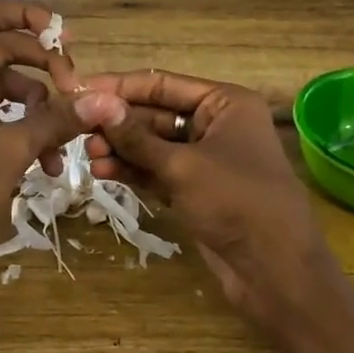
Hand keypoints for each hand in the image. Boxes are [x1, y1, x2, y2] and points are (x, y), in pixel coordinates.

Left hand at [0, 0, 126, 273]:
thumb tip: (109, 99)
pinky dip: (28, 136)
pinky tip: (50, 166)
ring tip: (65, 140)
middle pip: (3, 52)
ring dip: (42, 110)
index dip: (28, 17)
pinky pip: (3, 122)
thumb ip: (59, 117)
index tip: (67, 37)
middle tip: (77, 90)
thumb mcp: (9, 148)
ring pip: (8, 91)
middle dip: (44, 70)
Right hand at [83, 70, 333, 317]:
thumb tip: (94, 103)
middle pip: (156, 115)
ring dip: (122, 149)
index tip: (79, 89)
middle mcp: (217, 124)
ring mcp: (206, 160)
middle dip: (118, 123)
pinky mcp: (197, 191)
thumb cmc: (235, 202)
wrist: (275, 268)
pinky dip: (134, 171)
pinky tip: (104, 172)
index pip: (163, 84)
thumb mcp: (182, 165)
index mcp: (225, 103)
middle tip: (78, 130)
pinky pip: (159, 172)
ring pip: (154, 146)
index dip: (120, 87)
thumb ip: (136, 137)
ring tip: (88, 156)